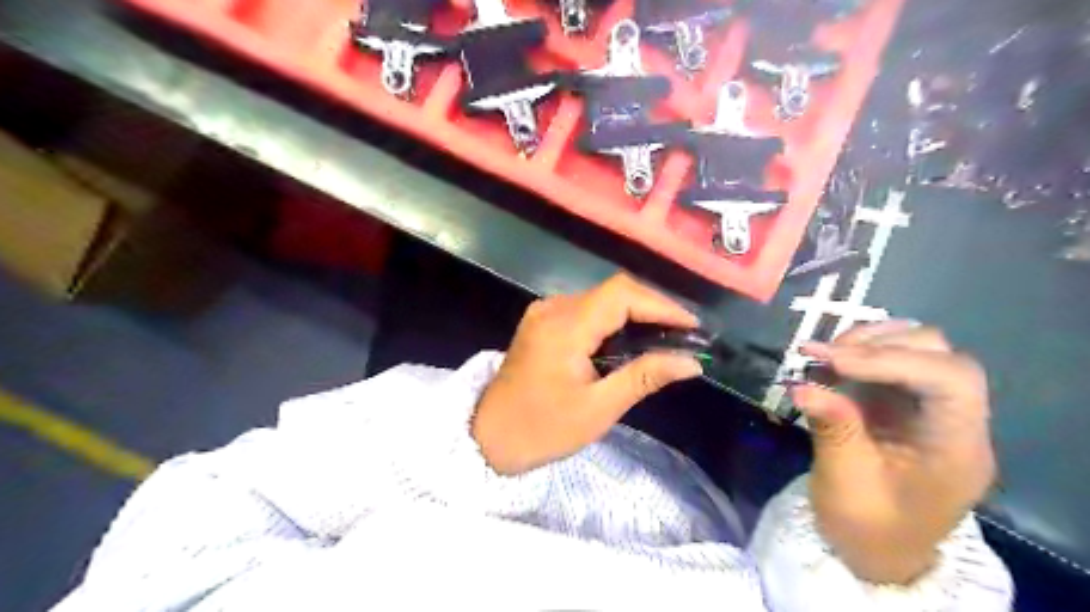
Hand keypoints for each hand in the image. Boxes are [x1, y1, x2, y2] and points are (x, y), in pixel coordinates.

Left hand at [473, 274, 701, 475]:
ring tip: (664, 338)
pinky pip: (584, 310)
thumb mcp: (598, 408)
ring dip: (633, 314)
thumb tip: (691, 362)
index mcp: (565, 327)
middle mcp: (553, 308)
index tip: (692, 326)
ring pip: (599, 299)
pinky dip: (611, 320)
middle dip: (651, 309)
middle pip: (612, 292)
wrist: (488, 437)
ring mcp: (543, 312)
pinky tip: (628, 341)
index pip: (621, 295)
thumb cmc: (543, 429)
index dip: (661, 305)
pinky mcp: (541, 322)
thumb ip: (644, 377)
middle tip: (683, 335)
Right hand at [793, 320, 994, 581]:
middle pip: (940, 354)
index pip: (949, 379)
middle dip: (879, 344)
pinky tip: (830, 361)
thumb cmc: (868, 527)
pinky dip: (859, 353)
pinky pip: (891, 362)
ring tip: (824, 354)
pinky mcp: (904, 404)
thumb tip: (802, 385)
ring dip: (869, 343)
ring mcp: (930, 408)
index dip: (893, 359)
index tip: (833, 360)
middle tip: (823, 353)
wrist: (877, 553)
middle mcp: (955, 420)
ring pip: (917, 349)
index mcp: (957, 447)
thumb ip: (833, 429)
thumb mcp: (845, 484)